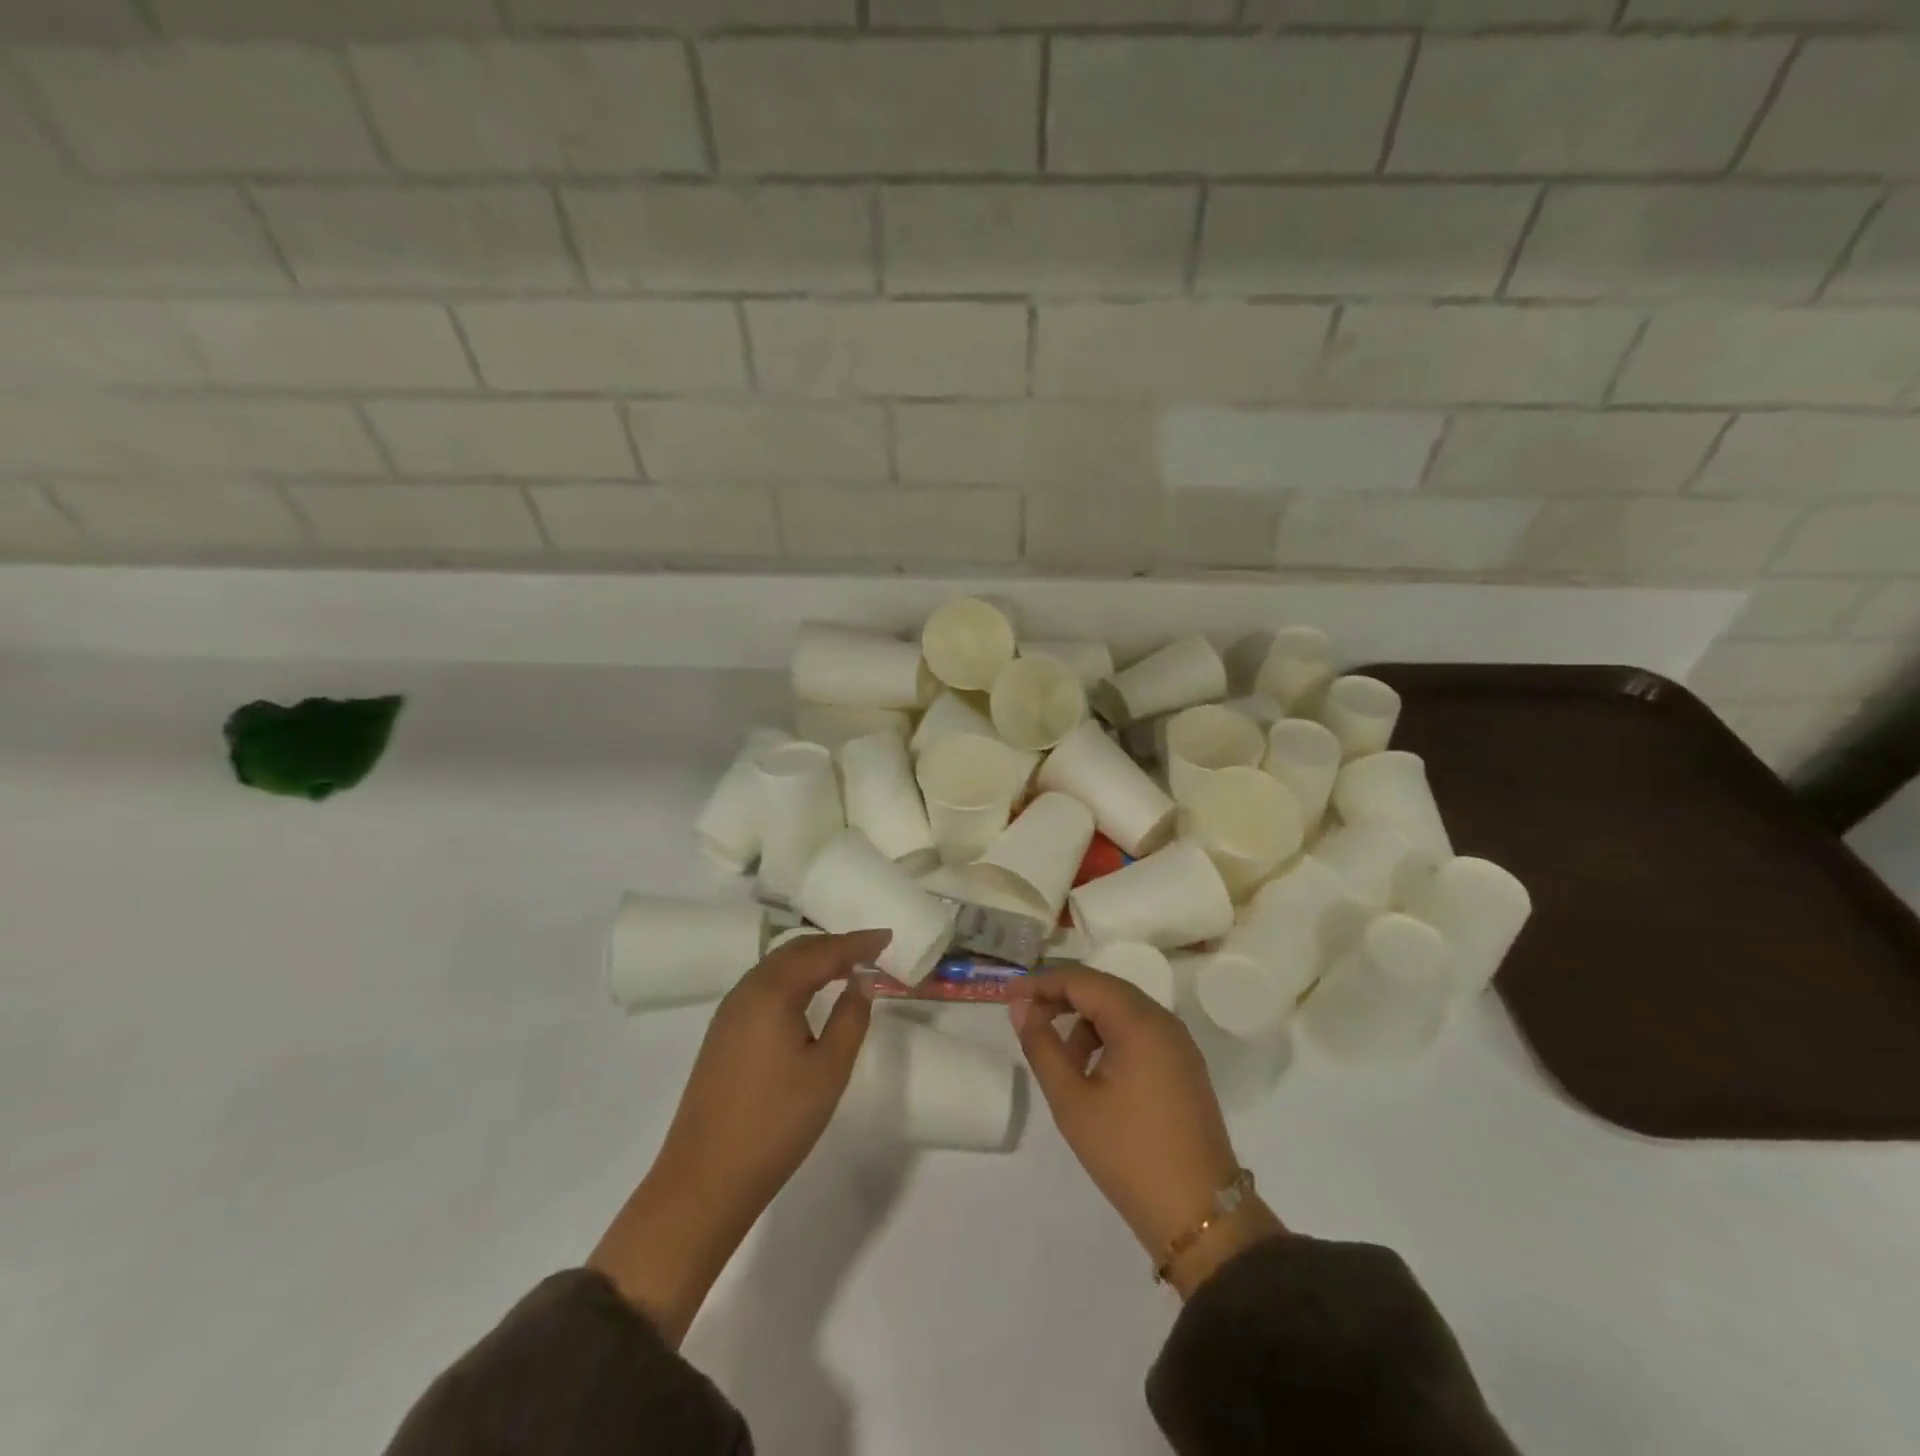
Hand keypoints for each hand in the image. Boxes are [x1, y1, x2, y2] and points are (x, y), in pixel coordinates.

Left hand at [589, 928, 888, 1341]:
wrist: (705, 1180)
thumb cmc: (776, 1122)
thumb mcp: (828, 1070)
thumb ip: (851, 1018)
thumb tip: (861, 983)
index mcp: (772, 991)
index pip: (823, 952)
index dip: (858, 943)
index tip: (888, 937)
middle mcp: (747, 990)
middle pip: (796, 951)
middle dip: (834, 946)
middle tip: (870, 949)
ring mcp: (729, 1012)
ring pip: (777, 967)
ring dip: (812, 960)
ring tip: (846, 966)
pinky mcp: (722, 1034)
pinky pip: (764, 987)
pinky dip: (793, 979)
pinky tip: (808, 995)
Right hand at [1009, 966, 1285, 1297]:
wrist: (1201, 1216)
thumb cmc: (1128, 1154)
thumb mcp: (1072, 1101)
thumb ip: (1042, 1046)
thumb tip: (1021, 1007)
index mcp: (1139, 1021)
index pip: (1081, 980)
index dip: (1041, 983)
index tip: (1007, 995)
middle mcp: (1163, 1020)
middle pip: (1103, 989)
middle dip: (1061, 998)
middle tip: (1026, 1018)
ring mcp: (1178, 1043)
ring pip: (1121, 1011)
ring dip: (1085, 1022)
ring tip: (1061, 1061)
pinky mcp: (1183, 1066)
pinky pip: (1139, 1032)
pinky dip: (1109, 1038)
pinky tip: (1092, 1072)